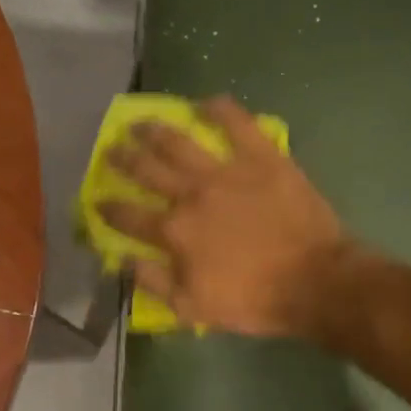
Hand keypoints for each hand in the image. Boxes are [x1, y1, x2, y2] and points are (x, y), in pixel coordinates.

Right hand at [99, 96, 348, 336]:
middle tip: (112, 148)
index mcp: (174, 231)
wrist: (314, 281)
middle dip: (124, 158)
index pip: (128, 215)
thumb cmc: (253, 300)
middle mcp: (191, 194)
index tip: (97, 200)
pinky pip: (238, 124)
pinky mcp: (262, 158)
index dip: (108, 208)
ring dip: (156, 130)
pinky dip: (221, 110)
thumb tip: (123, 258)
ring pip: (181, 141)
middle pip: (147, 169)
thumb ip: (152, 281)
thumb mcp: (193, 308)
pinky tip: (206, 102)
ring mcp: (227, 171)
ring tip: (141, 122)